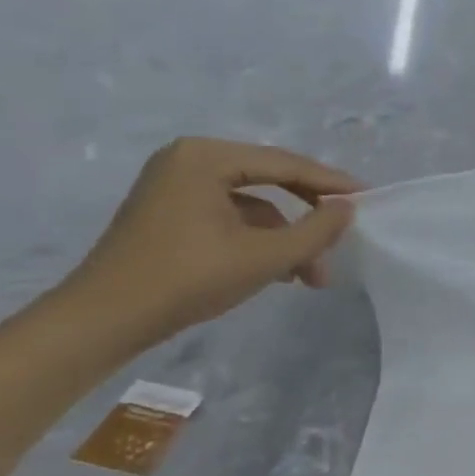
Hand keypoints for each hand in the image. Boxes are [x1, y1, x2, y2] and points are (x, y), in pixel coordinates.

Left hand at [60, 138, 362, 346]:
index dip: (330, 182)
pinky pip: (231, 217)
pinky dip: (259, 242)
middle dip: (308, 217)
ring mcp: (175, 187)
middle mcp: (189, 161)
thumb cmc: (189, 278)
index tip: (367, 197)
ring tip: (311, 277)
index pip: (285, 163)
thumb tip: (347, 209)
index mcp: (207, 157)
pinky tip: (280, 273)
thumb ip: (316, 230)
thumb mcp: (266, 256)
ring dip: (286, 238)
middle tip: (342, 239)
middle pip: (270, 181)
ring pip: (253, 206)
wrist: (107, 318)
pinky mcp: (170, 214)